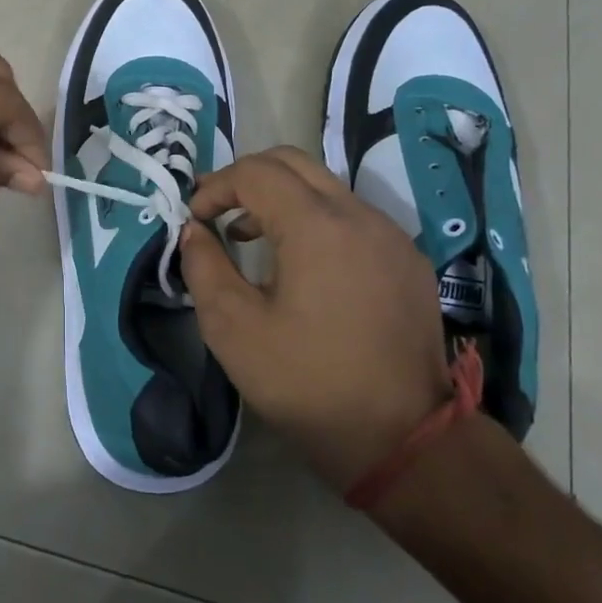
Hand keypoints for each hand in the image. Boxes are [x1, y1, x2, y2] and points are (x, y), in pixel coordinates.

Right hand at [178, 147, 451, 492]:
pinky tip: (302, 266)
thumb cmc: (308, 383)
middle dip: (247, 178)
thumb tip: (193, 231)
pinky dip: (315, 221)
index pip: (256, 173)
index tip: (195, 219)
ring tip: (251, 238)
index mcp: (317, 226)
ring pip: (326, 187)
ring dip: (281, 199)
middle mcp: (360, 215)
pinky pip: (353, 218)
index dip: (216, 187)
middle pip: (293, 162)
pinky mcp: (408, 261)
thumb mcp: (234, 329)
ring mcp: (391, 236)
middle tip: (218, 211)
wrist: (404, 440)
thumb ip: (204, 267)